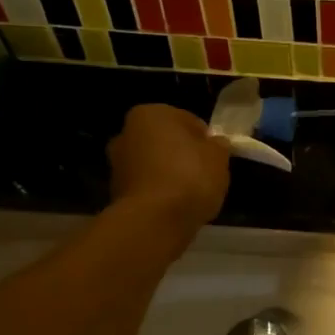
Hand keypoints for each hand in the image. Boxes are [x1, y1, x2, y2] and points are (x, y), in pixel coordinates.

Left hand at [108, 105, 230, 238]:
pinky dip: (159, 193)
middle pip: (165, 141)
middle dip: (182, 154)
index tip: (215, 156)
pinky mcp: (115, 193)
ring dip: (169, 174)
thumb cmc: (190, 177)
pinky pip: (146, 187)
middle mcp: (127, 133)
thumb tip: (215, 144)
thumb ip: (218, 146)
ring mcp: (117, 164)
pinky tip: (175, 207)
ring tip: (191, 194)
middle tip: (204, 174)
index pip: (186, 120)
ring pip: (153, 164)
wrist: (154, 221)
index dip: (204, 138)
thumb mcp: (219, 157)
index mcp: (151, 113)